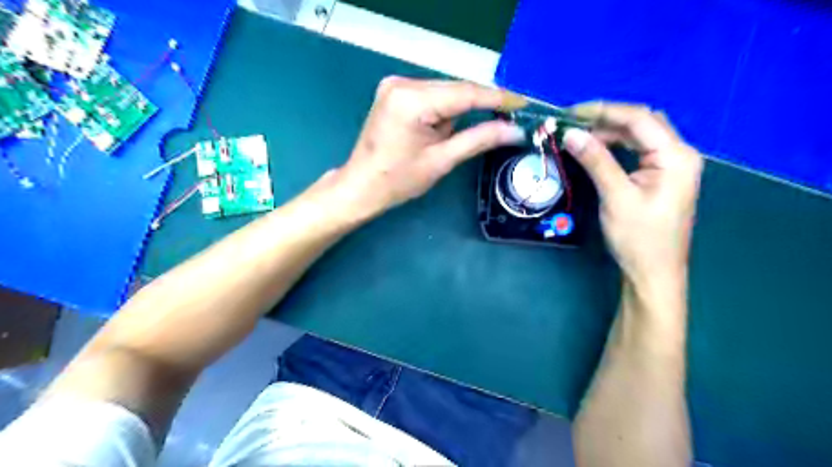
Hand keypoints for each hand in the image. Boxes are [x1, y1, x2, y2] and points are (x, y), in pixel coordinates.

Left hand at [328, 76, 521, 220]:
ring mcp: (396, 85)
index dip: (498, 98)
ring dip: (459, 111)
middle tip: (507, 120)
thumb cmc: (398, 180)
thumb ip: (479, 139)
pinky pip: (432, 95)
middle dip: (480, 105)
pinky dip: (445, 110)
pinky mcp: (395, 92)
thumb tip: (514, 131)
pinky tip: (443, 130)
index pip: (465, 93)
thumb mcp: (441, 161)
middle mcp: (402, 83)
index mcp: (412, 100)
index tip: (524, 103)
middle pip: (455, 88)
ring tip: (457, 137)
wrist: (361, 186)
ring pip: (445, 91)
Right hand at [566, 103, 699, 283]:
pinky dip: (615, 146)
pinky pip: (637, 151)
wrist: (653, 272)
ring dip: (609, 132)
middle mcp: (678, 154)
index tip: (570, 113)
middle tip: (572, 124)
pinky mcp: (660, 176)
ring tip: (578, 135)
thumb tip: (571, 133)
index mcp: (676, 156)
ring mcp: (671, 165)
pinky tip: (596, 149)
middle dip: (606, 119)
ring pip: (639, 136)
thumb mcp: (616, 197)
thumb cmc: (639, 238)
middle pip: (642, 123)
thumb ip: (596, 161)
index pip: (639, 119)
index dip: (604, 111)